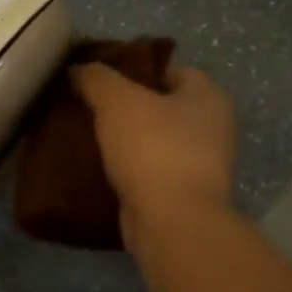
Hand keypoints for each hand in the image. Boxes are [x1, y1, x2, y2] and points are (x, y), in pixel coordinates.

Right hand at [71, 61, 237, 247]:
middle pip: (159, 106)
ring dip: (123, 139)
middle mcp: (212, 128)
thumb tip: (78, 69)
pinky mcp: (181, 195)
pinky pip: (147, 170)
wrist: (172, 222)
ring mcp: (200, 165)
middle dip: (124, 106)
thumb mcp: (117, 100)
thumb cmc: (153, 149)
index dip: (133, 68)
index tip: (98, 76)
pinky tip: (95, 166)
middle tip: (86, 105)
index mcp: (208, 97)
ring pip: (152, 140)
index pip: (169, 69)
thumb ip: (96, 78)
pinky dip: (125, 168)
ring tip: (84, 134)